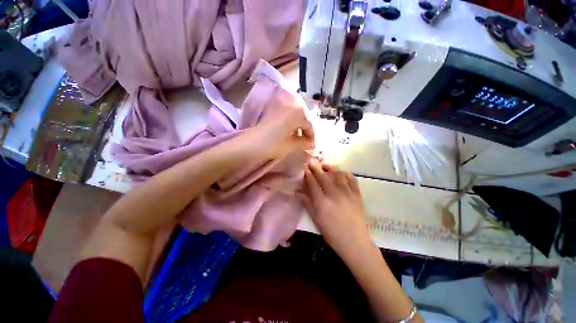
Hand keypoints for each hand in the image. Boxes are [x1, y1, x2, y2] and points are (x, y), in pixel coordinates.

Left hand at [249, 87, 313, 159]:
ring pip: (296, 116)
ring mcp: (281, 107)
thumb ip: (304, 142)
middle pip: (303, 118)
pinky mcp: (273, 110)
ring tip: (297, 137)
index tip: (311, 145)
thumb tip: (311, 143)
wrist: (251, 144)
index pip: (309, 125)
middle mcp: (290, 106)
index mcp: (297, 113)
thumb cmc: (274, 145)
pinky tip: (289, 132)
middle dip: (306, 130)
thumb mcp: (292, 145)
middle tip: (305, 141)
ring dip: (298, 126)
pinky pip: (287, 115)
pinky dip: (291, 123)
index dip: (311, 136)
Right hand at [300, 161, 371, 259]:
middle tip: (312, 160)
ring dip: (330, 168)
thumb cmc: (332, 233)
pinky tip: (341, 172)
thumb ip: (307, 203)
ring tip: (325, 165)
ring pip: (338, 174)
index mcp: (322, 202)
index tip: (304, 167)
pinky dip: (346, 174)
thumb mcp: (316, 219)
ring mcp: (347, 193)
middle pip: (323, 176)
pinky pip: (352, 179)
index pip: (313, 183)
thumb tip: (297, 192)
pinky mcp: (357, 194)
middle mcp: (334, 194)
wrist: (354, 241)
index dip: (308, 174)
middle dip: (316, 167)